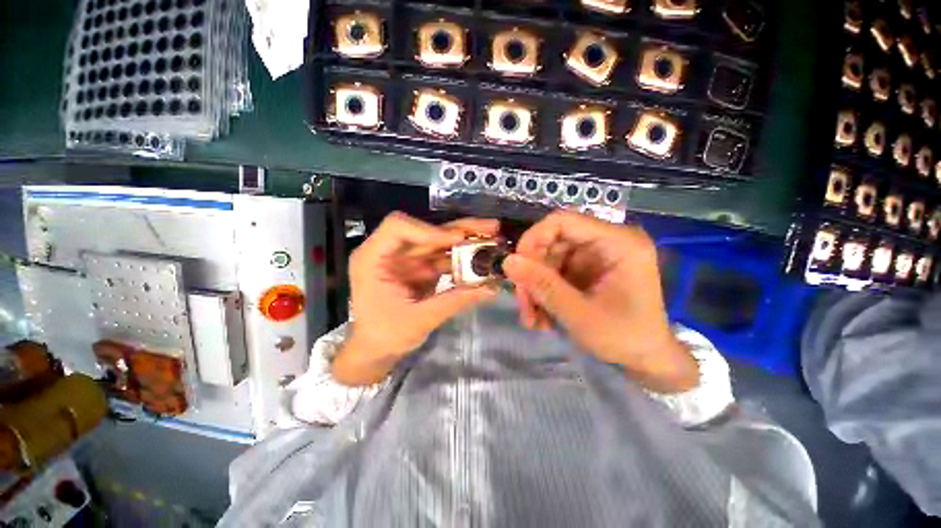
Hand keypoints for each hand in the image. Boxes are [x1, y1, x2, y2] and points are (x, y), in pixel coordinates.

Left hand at [333, 212, 498, 385]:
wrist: (377, 350)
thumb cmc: (385, 336)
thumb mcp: (419, 320)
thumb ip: (454, 301)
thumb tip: (491, 288)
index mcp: (374, 258)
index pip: (398, 227)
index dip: (429, 230)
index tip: (457, 241)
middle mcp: (391, 252)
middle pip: (427, 231)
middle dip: (460, 230)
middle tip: (492, 228)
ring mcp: (408, 259)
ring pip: (440, 242)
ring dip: (466, 241)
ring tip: (494, 240)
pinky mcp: (421, 268)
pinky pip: (444, 258)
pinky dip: (463, 259)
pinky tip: (483, 259)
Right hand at [503, 211, 697, 392]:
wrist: (647, 359)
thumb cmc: (625, 338)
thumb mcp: (580, 315)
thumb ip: (543, 286)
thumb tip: (508, 261)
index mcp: (619, 242)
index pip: (563, 221)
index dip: (533, 239)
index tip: (516, 268)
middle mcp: (607, 241)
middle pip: (552, 242)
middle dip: (533, 273)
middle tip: (524, 304)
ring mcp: (596, 255)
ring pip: (549, 259)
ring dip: (536, 287)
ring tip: (533, 318)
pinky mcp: (587, 269)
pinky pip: (555, 272)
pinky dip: (544, 292)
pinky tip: (542, 316)